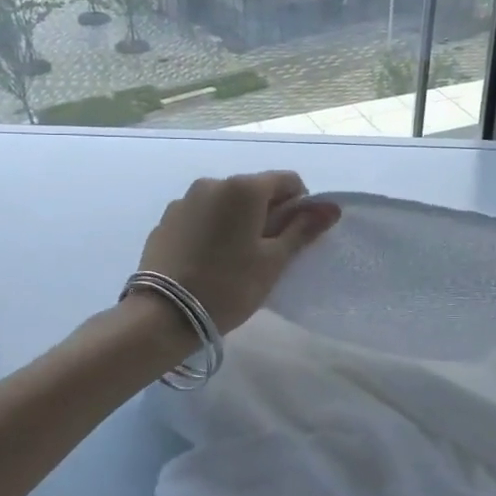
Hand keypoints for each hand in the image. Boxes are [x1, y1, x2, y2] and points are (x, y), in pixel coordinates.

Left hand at [137, 171, 340, 333]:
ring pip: (226, 203)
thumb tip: (332, 208)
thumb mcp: (273, 261)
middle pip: (254, 190)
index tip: (294, 237)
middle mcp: (213, 183)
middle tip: (267, 253)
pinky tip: (208, 261)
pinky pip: (201, 216)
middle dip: (268, 214)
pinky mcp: (166, 220)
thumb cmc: (229, 286)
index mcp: (244, 188)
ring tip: (234, 259)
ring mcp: (185, 200)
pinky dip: (212, 229)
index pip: (288, 180)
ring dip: (238, 221)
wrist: (163, 315)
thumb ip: (302, 230)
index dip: (300, 205)